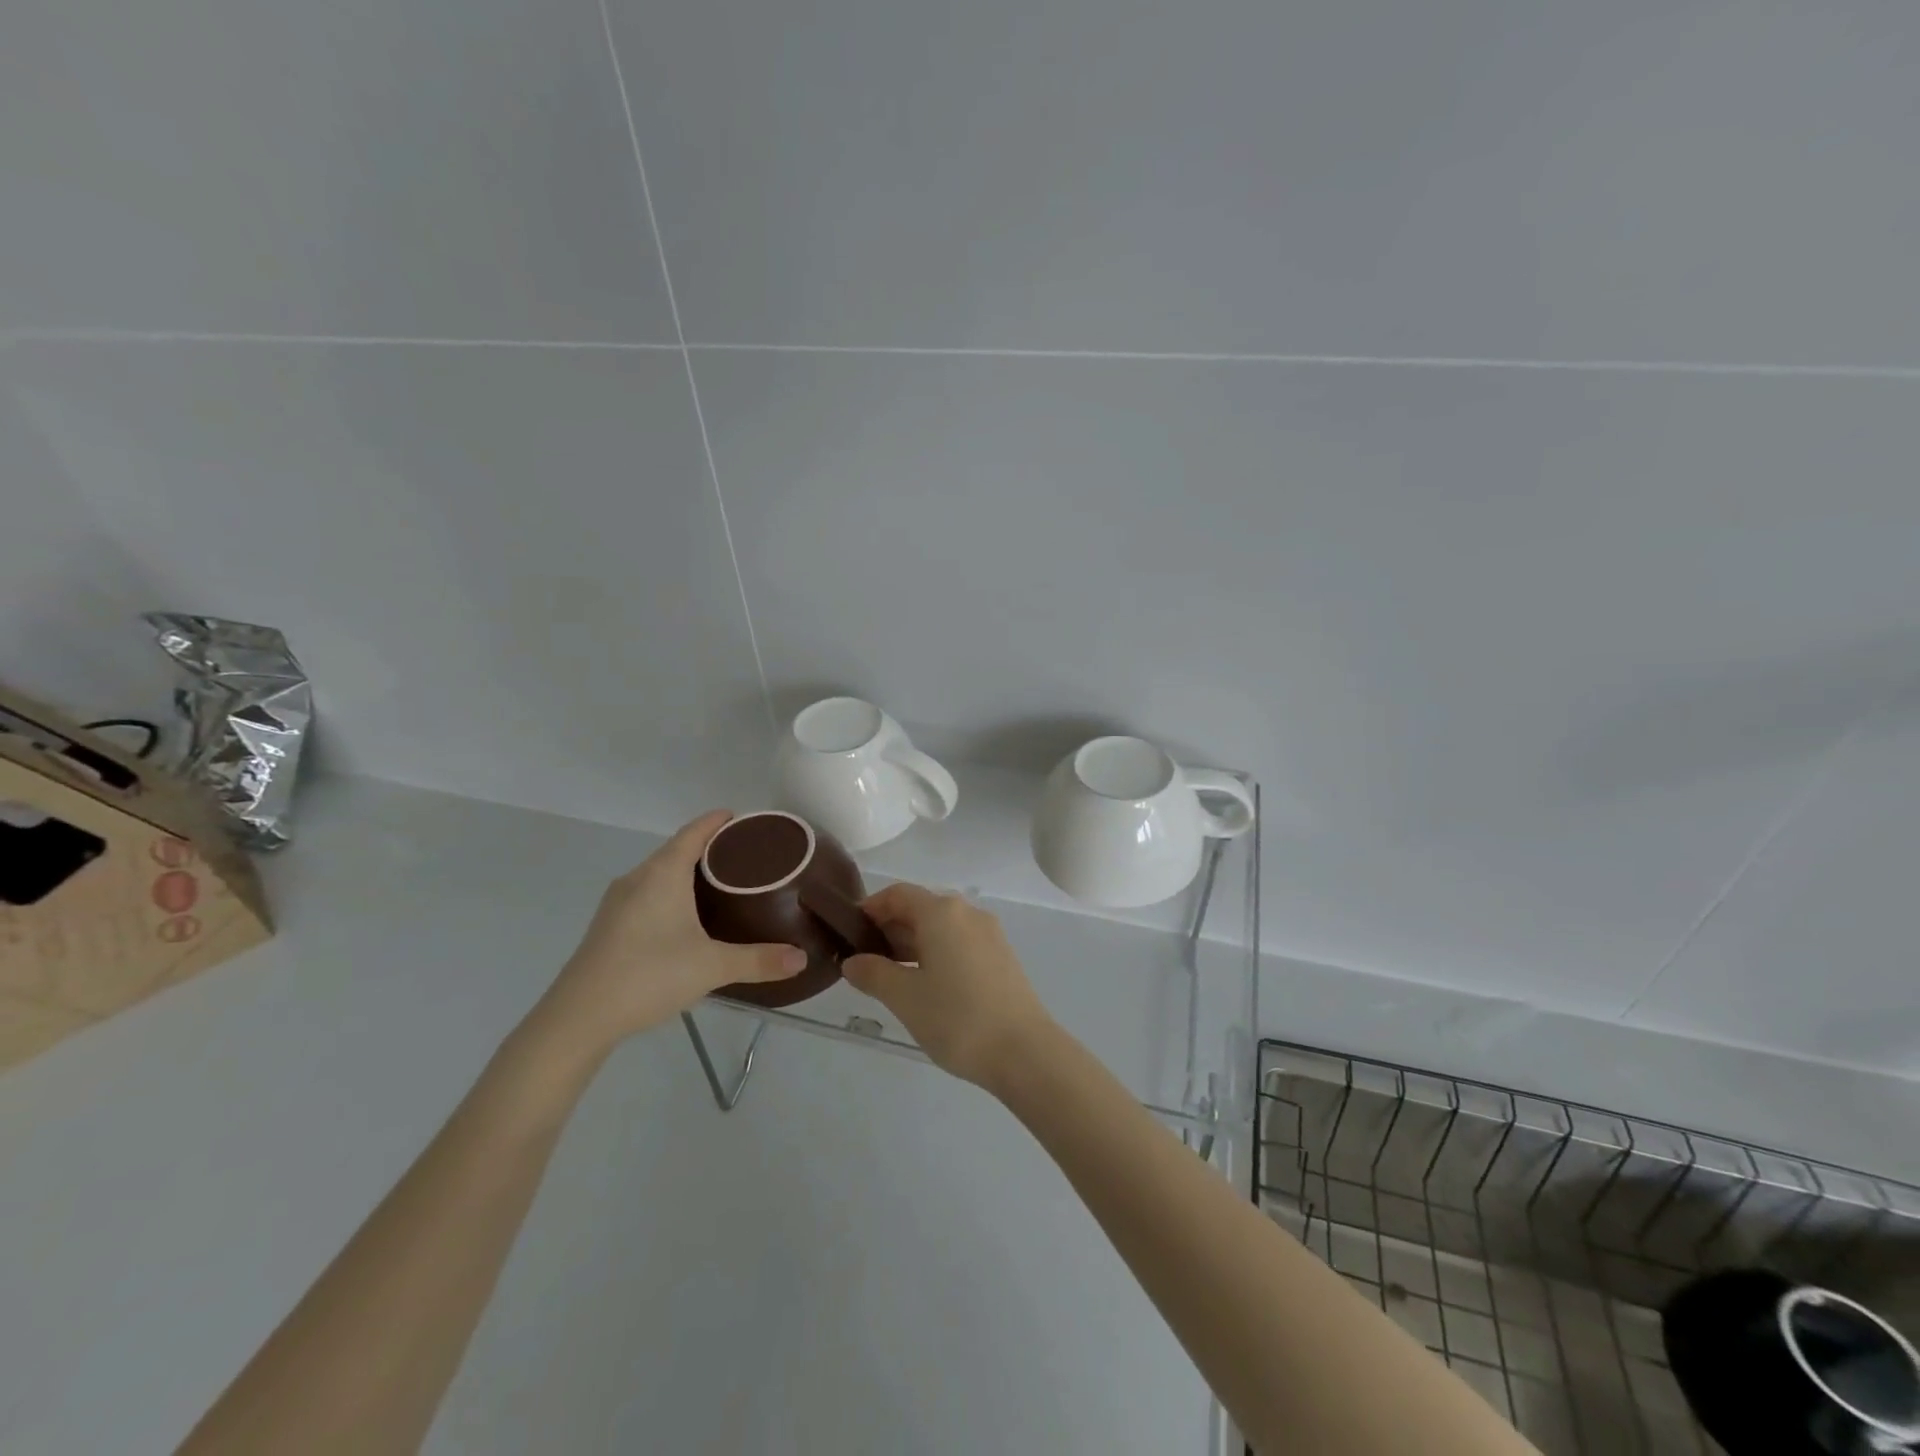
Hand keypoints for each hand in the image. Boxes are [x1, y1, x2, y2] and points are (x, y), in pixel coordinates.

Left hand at [532, 811, 805, 1059]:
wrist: (577, 1018)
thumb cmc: (648, 976)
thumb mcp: (711, 967)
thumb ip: (758, 960)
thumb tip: (801, 958)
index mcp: (662, 874)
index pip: (694, 832)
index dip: (718, 821)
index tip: (744, 819)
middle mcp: (638, 878)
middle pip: (677, 849)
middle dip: (709, 847)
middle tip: (746, 857)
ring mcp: (618, 902)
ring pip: (659, 873)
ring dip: (688, 872)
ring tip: (722, 884)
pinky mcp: (608, 925)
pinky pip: (647, 893)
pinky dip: (671, 892)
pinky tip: (686, 917)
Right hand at [842, 883, 1056, 1088]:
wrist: (1024, 1051)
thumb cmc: (957, 1018)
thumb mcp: (905, 997)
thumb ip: (874, 974)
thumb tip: (853, 962)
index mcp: (942, 912)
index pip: (898, 894)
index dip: (871, 908)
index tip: (850, 933)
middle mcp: (968, 913)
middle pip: (921, 908)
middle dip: (890, 929)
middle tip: (865, 961)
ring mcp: (989, 934)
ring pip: (941, 928)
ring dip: (913, 944)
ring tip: (890, 977)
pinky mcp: (1001, 956)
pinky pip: (960, 943)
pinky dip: (937, 954)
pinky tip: (926, 985)